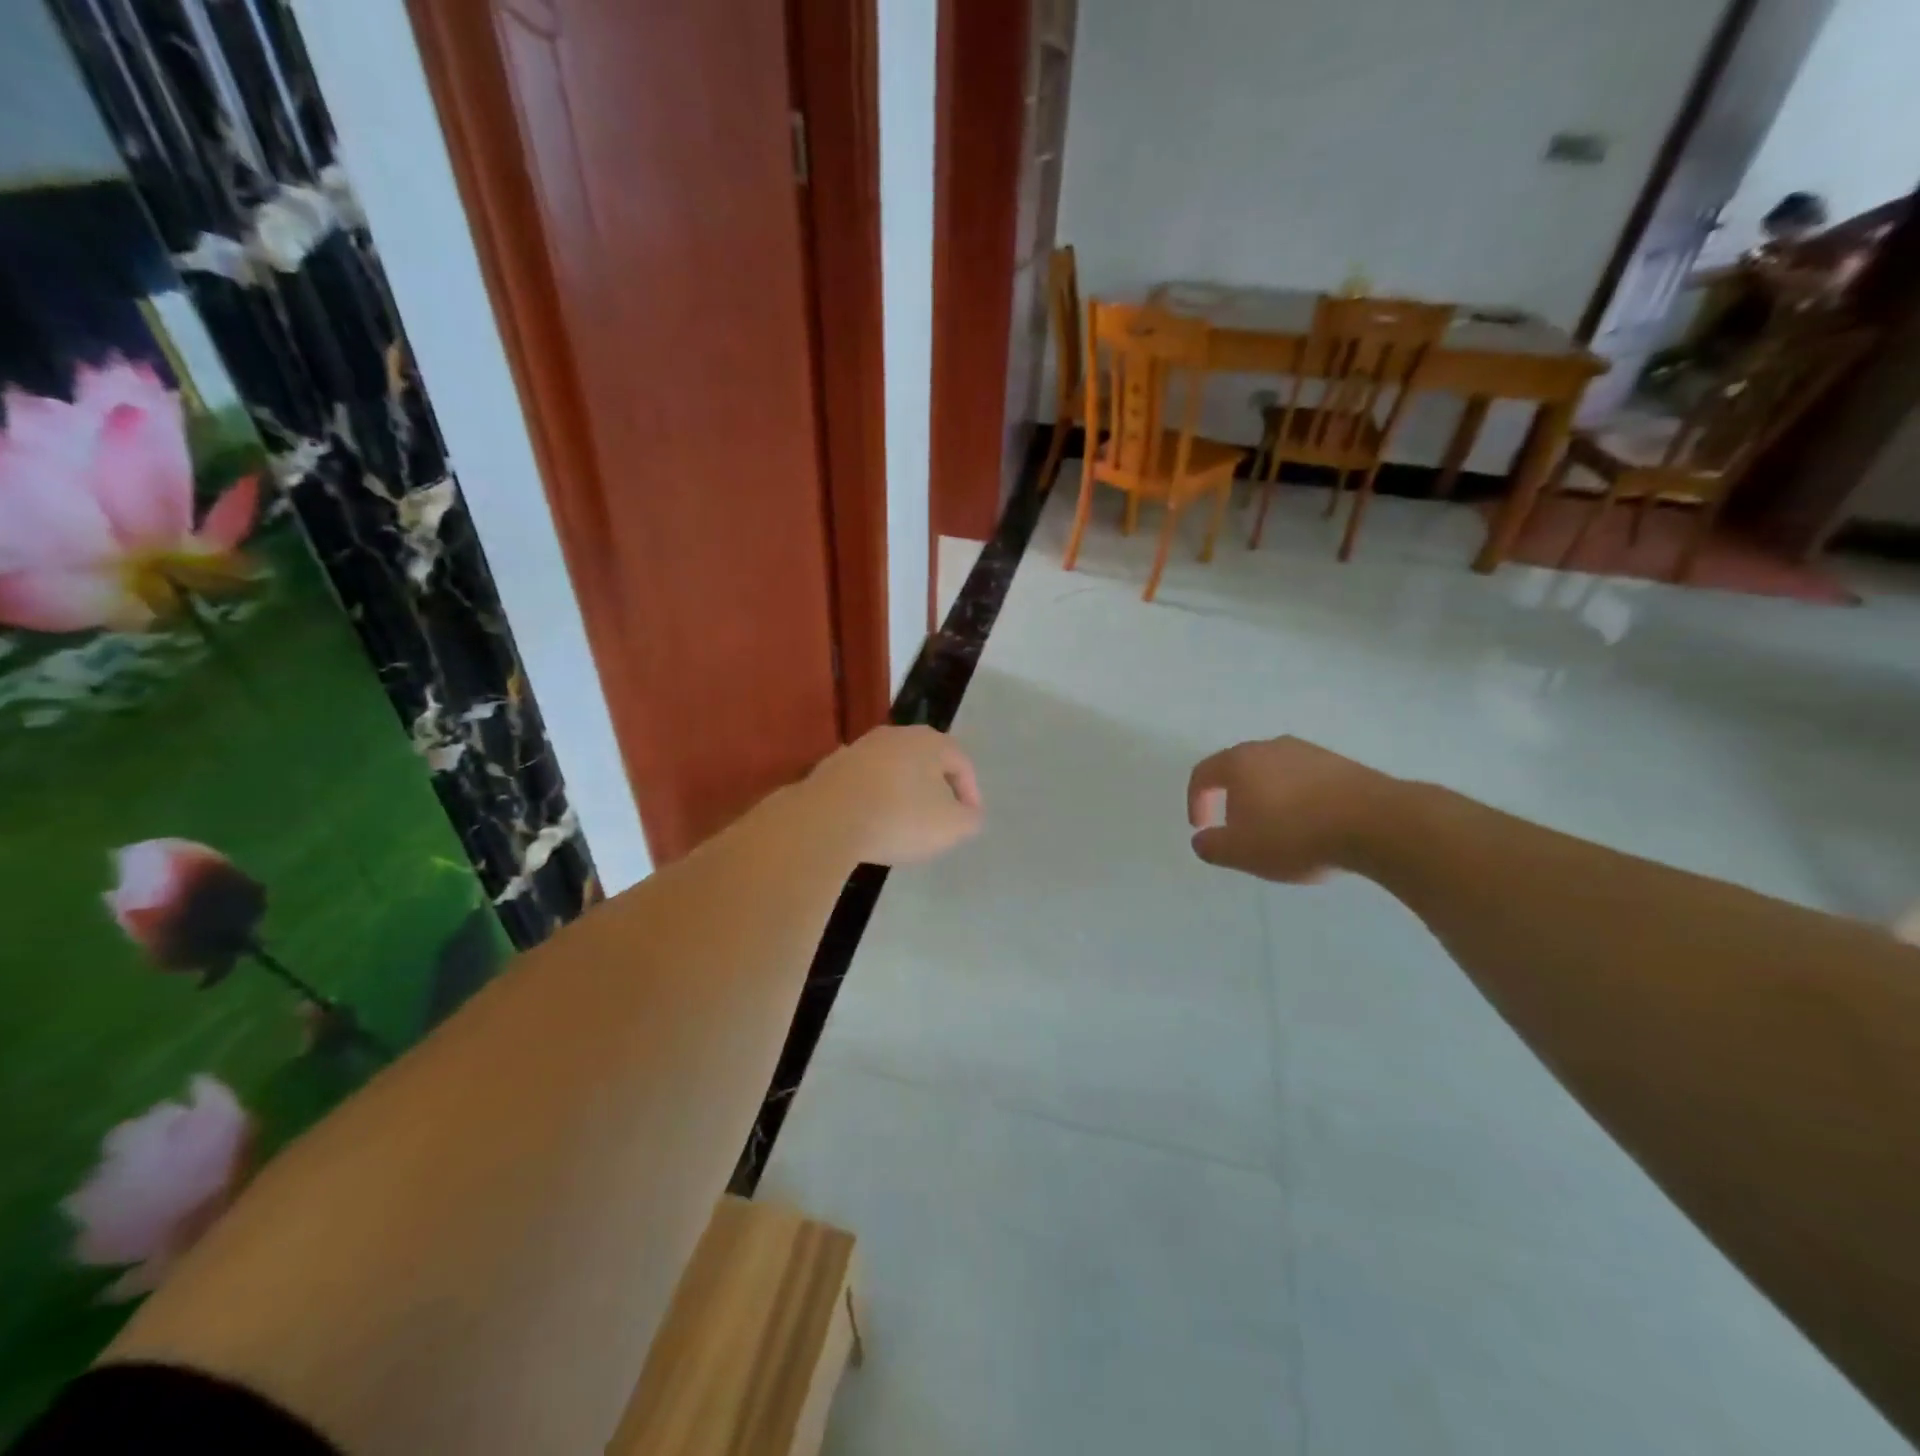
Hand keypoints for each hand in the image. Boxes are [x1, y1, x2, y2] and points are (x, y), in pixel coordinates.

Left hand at [805, 726, 982, 865]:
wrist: (825, 820)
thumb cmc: (900, 818)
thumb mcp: (951, 827)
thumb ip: (969, 819)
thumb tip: (967, 813)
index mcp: (929, 741)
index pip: (961, 762)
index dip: (971, 793)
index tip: (968, 820)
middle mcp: (895, 735)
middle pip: (924, 761)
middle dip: (934, 789)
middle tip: (938, 819)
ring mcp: (858, 749)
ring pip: (891, 771)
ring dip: (900, 794)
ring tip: (902, 825)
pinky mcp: (829, 768)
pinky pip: (862, 784)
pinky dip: (872, 800)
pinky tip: (869, 824)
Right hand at [1186, 736, 1396, 882]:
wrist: (1378, 824)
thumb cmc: (1296, 834)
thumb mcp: (1242, 852)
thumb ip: (1212, 846)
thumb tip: (1202, 840)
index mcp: (1240, 762)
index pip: (1203, 773)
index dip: (1196, 800)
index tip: (1202, 827)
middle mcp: (1271, 747)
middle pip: (1239, 769)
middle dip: (1232, 799)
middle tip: (1238, 829)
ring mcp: (1310, 752)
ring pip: (1274, 773)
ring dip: (1267, 798)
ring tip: (1278, 830)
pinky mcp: (1342, 764)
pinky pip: (1305, 779)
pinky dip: (1298, 799)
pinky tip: (1311, 826)